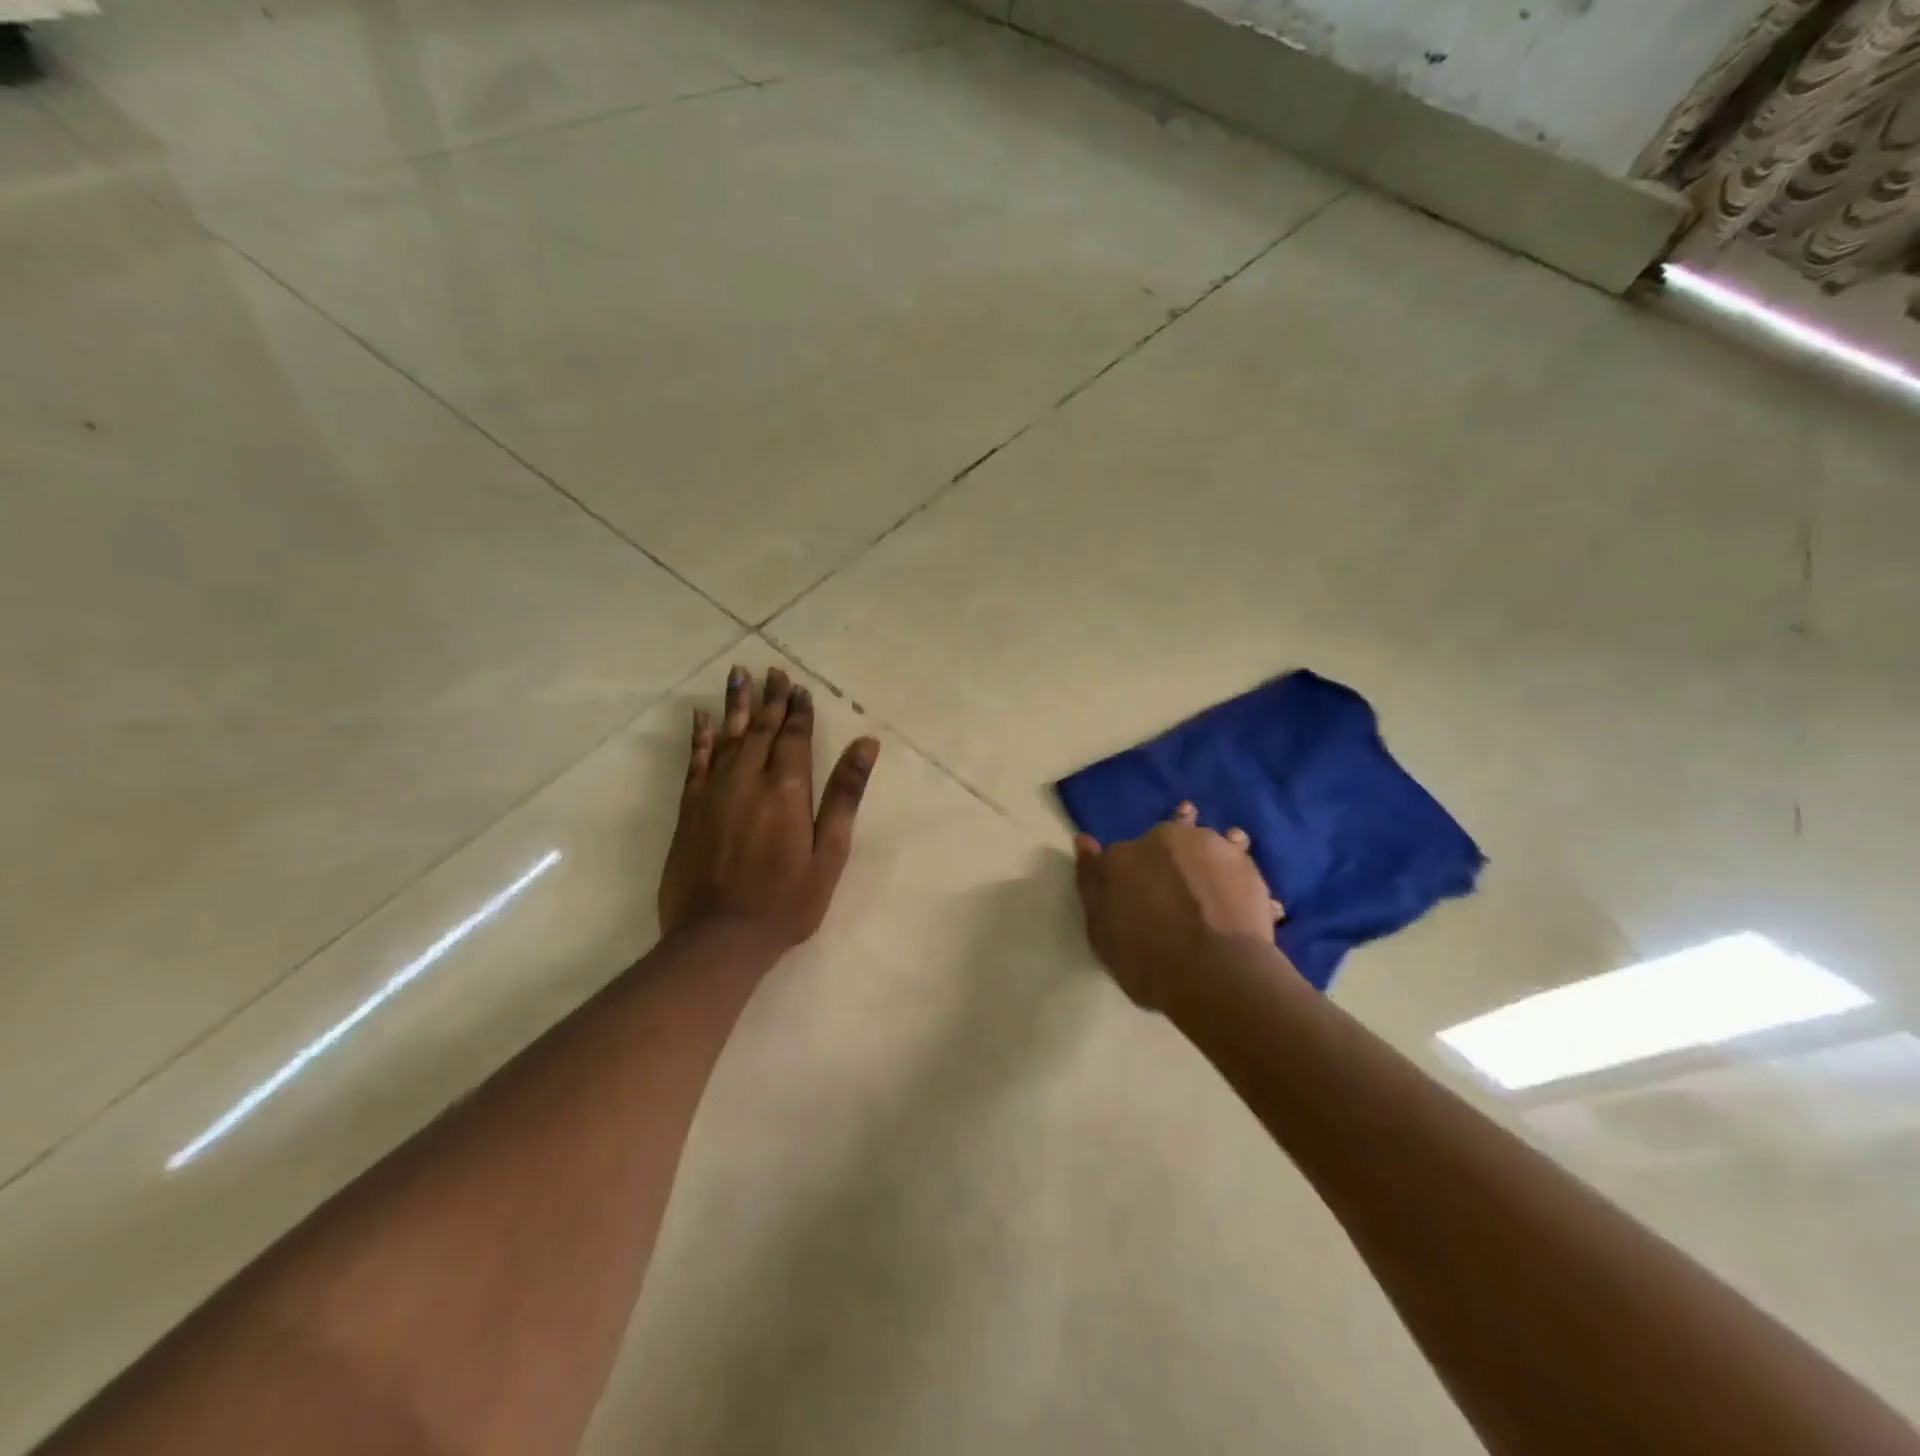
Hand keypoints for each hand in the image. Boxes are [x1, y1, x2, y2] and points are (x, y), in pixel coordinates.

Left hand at [659, 665, 879, 954]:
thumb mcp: (830, 853)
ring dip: (736, 705)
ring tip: (739, 674)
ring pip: (728, 736)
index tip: (798, 687)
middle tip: (772, 671)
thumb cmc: (786, 901)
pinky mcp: (689, 809)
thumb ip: (845, 795)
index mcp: (786, 789)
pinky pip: (695, 762)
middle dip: (770, 699)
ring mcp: (714, 792)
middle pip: (762, 729)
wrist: (719, 937)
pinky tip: (701, 718)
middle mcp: (748, 780)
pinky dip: (700, 737)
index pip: (794, 737)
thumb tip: (866, 743)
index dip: (798, 711)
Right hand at [1073, 803, 1284, 1010]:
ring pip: (1205, 840)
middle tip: (1177, 888)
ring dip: (1207, 854)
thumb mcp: (1101, 930)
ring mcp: (1209, 846)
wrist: (1215, 974)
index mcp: (1123, 855)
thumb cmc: (1146, 960)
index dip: (1129, 873)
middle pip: (1165, 836)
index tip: (1137, 894)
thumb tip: (1084, 840)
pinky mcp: (1246, 863)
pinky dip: (1237, 873)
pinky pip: (1238, 861)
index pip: (1120, 854)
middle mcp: (1164, 838)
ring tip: (1211, 879)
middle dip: (1169, 855)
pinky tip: (1240, 893)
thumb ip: (1091, 882)